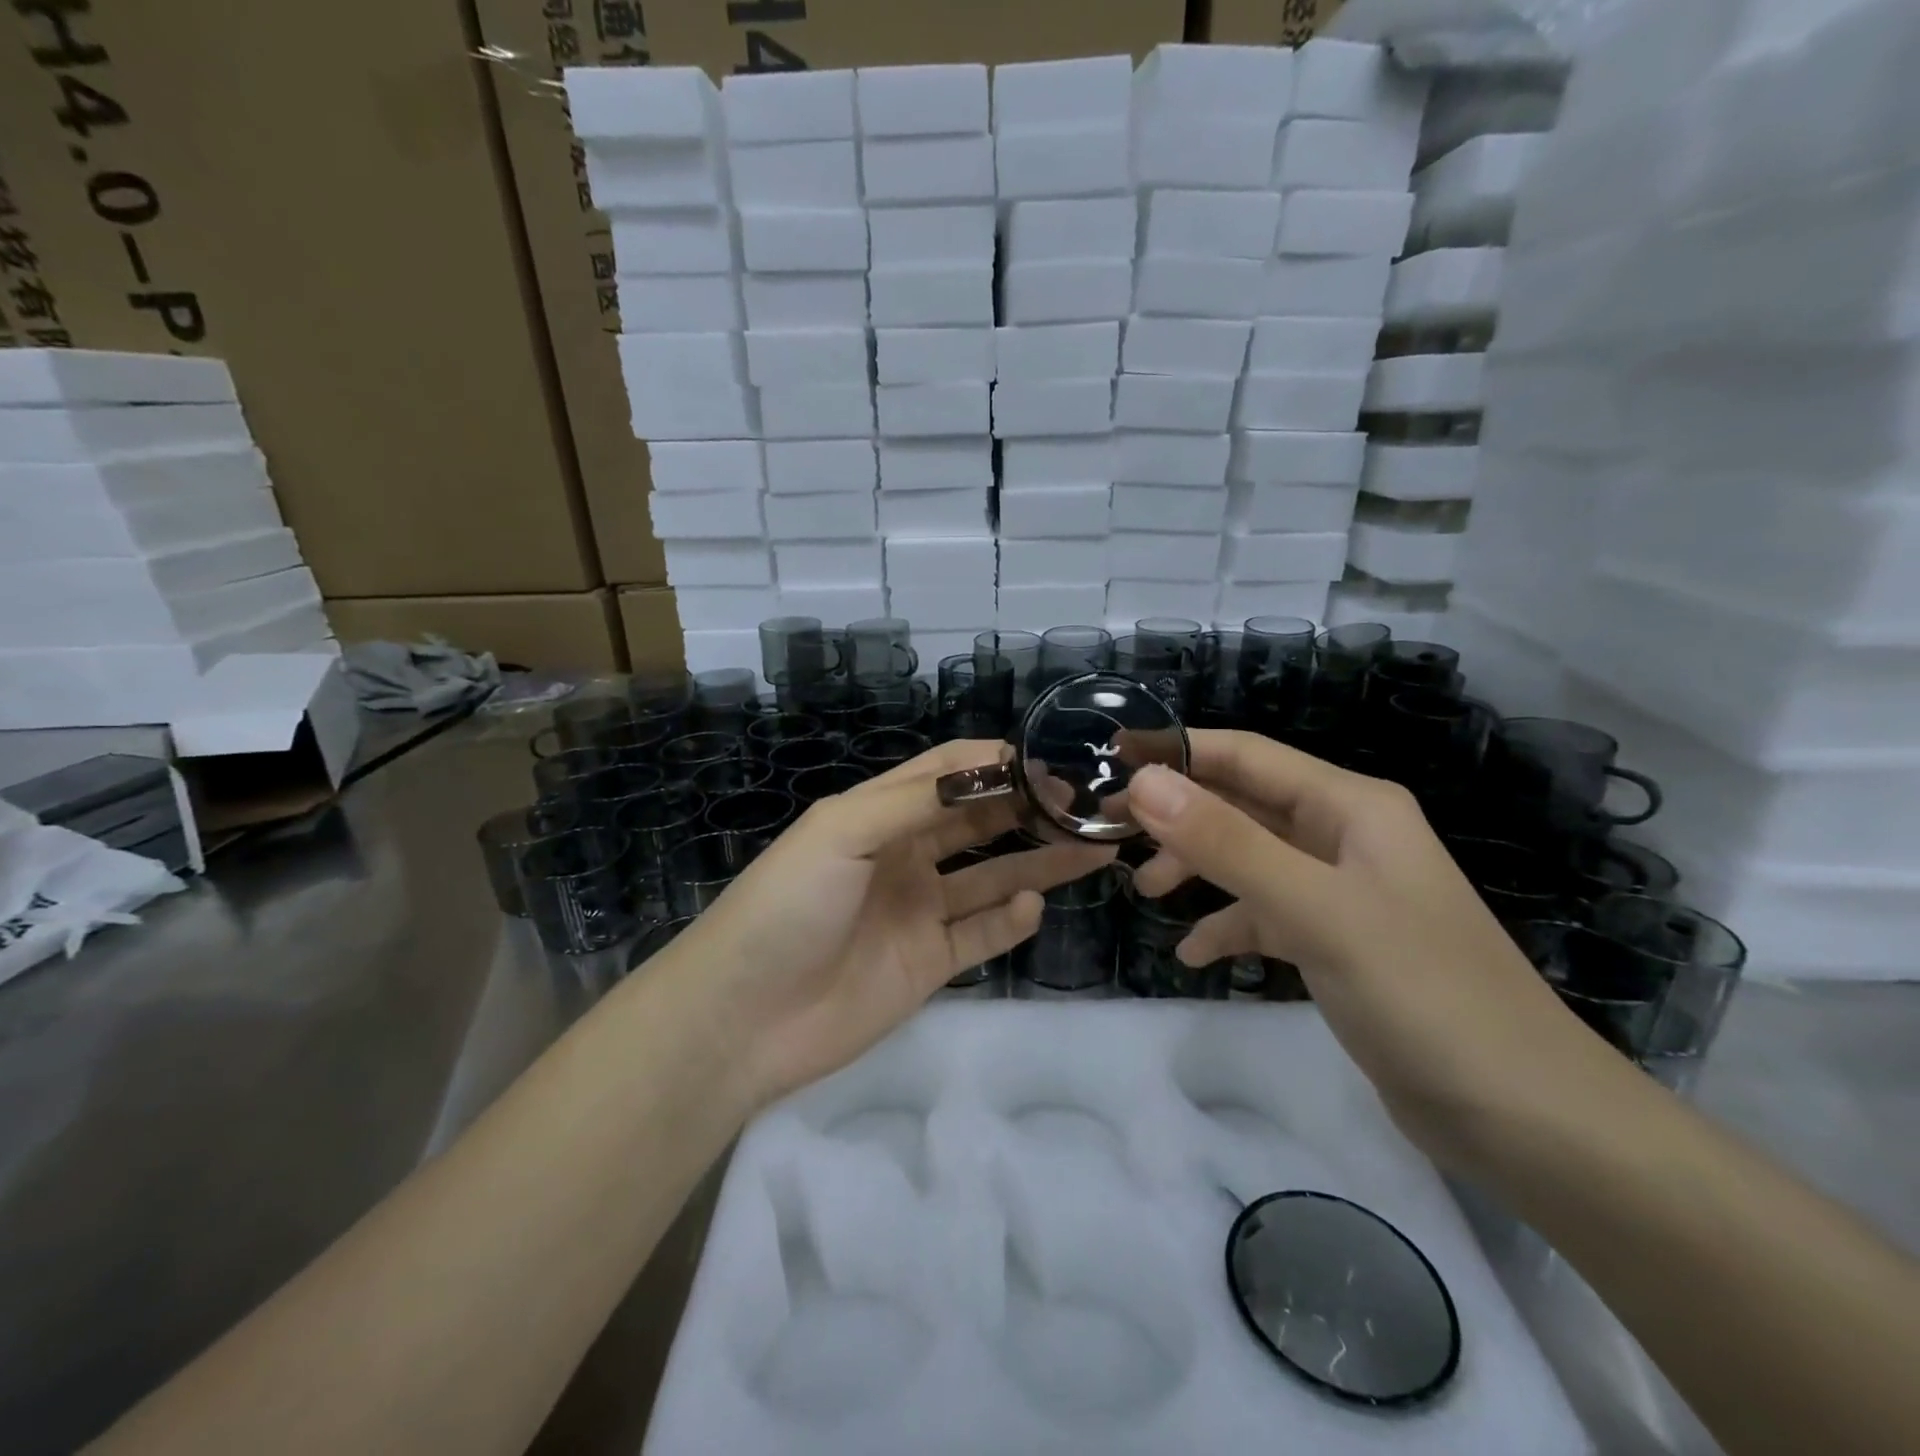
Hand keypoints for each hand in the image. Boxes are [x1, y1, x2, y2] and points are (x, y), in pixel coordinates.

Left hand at [655, 740, 1114, 1107]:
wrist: (743, 1018)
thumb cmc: (787, 906)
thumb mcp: (840, 833)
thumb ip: (912, 801)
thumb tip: (987, 767)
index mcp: (879, 815)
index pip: (948, 772)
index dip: (996, 763)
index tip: (1050, 761)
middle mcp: (905, 856)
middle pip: (979, 822)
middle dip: (1029, 809)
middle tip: (1086, 805)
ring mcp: (919, 911)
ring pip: (992, 876)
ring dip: (1039, 861)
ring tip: (1094, 848)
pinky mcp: (929, 963)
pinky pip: (982, 934)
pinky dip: (1011, 920)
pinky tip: (1032, 906)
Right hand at [1126, 730, 1611, 1169]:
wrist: (1528, 1120)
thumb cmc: (1424, 994)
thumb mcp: (1315, 910)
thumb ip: (1226, 843)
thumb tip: (1144, 782)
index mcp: (1351, 807)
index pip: (1246, 756)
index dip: (1176, 753)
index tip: (1109, 761)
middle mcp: (1345, 836)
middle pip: (1242, 805)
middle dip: (1177, 815)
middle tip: (1110, 834)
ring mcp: (1342, 891)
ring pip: (1249, 859)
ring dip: (1196, 868)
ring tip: (1145, 893)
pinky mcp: (1339, 943)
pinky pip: (1266, 914)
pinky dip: (1228, 925)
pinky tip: (1195, 955)